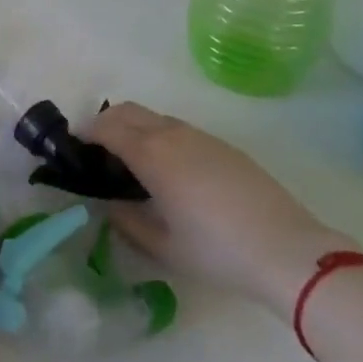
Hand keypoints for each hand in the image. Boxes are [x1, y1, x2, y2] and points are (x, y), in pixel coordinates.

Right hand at [87, 102, 352, 315]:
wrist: (287, 250)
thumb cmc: (216, 250)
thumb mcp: (162, 245)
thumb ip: (127, 221)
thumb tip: (109, 205)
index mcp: (150, 153)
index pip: (105, 128)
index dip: (85, 134)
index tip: (75, 151)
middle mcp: (171, 133)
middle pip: (127, 111)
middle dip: (106, 124)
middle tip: (98, 154)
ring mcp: (200, 136)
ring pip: (155, 117)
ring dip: (135, 129)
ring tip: (134, 163)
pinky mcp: (223, 146)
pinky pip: (179, 129)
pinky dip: (160, 137)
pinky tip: (172, 172)